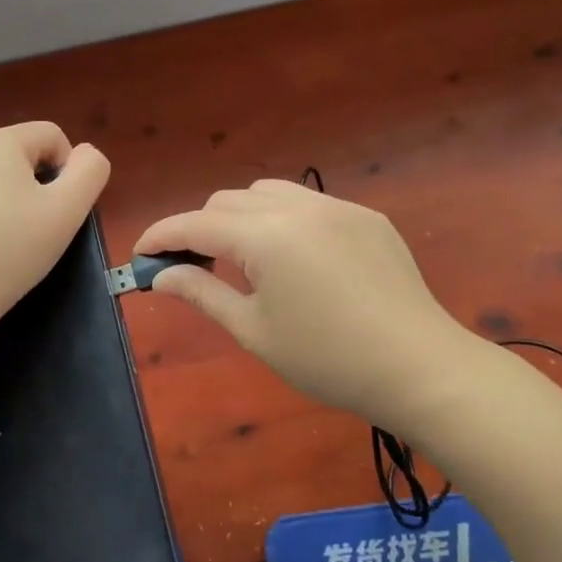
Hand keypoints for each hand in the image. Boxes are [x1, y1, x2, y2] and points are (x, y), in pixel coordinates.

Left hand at [0, 122, 110, 336]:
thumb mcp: (68, 211)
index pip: (51, 136)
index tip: (60, 211)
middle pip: (17, 156)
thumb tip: (85, 154)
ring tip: (1, 243)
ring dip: (1, 201)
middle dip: (32, 187)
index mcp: (0, 141)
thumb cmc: (11, 250)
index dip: (67, 170)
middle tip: (34, 231)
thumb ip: (90, 171)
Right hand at [134, 179, 481, 426]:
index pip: (195, 224)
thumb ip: (202, 293)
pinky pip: (308, 203)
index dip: (161, 236)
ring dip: (240, 216)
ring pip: (267, 193)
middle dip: (199, 228)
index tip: (140, 254)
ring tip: (242, 257)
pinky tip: (294, 258)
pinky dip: (282, 219)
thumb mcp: (254, 331)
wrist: (420, 368)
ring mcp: (337, 206)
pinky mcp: (366, 216)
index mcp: (266, 237)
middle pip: (227, 202)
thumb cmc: (328, 360)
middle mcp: (299, 207)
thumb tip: (161, 276)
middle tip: (192, 267)